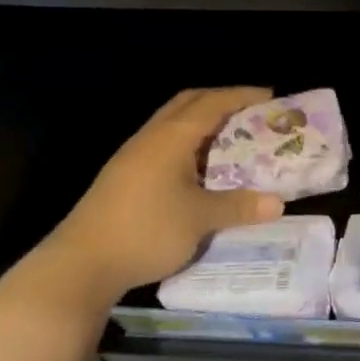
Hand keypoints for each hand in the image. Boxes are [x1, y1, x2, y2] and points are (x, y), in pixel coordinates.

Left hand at [40, 86, 284, 304]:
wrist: (81, 264)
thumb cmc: (147, 230)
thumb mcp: (200, 219)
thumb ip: (239, 207)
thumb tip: (278, 204)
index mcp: (172, 137)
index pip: (213, 103)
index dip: (243, 96)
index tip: (271, 97)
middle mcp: (151, 137)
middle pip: (189, 103)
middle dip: (221, 101)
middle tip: (251, 113)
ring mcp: (133, 156)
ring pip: (173, 124)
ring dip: (202, 123)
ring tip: (231, 139)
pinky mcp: (124, 176)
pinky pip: (164, 144)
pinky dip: (188, 144)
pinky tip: (199, 169)